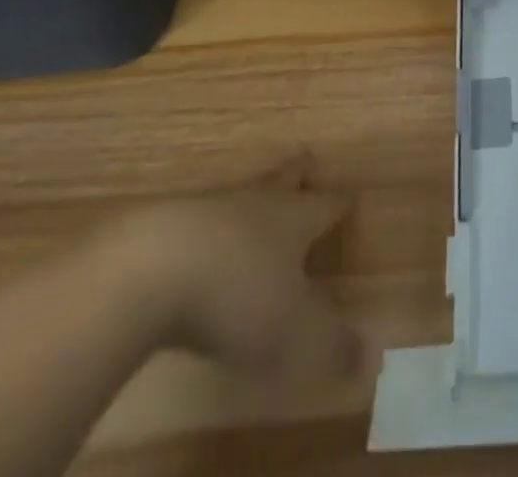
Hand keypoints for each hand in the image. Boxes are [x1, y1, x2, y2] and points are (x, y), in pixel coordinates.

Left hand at [89, 156, 363, 380]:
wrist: (146, 273)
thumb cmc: (236, 295)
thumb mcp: (292, 331)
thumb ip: (332, 345)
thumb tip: (371, 358)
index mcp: (294, 218)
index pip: (326, 204)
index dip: (339, 204)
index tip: (349, 198)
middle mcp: (256, 203)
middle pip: (283, 179)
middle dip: (297, 173)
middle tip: (306, 160)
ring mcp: (207, 210)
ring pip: (238, 195)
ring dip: (249, 199)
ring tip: (255, 205)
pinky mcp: (163, 228)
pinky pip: (195, 221)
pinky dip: (205, 230)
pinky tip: (200, 246)